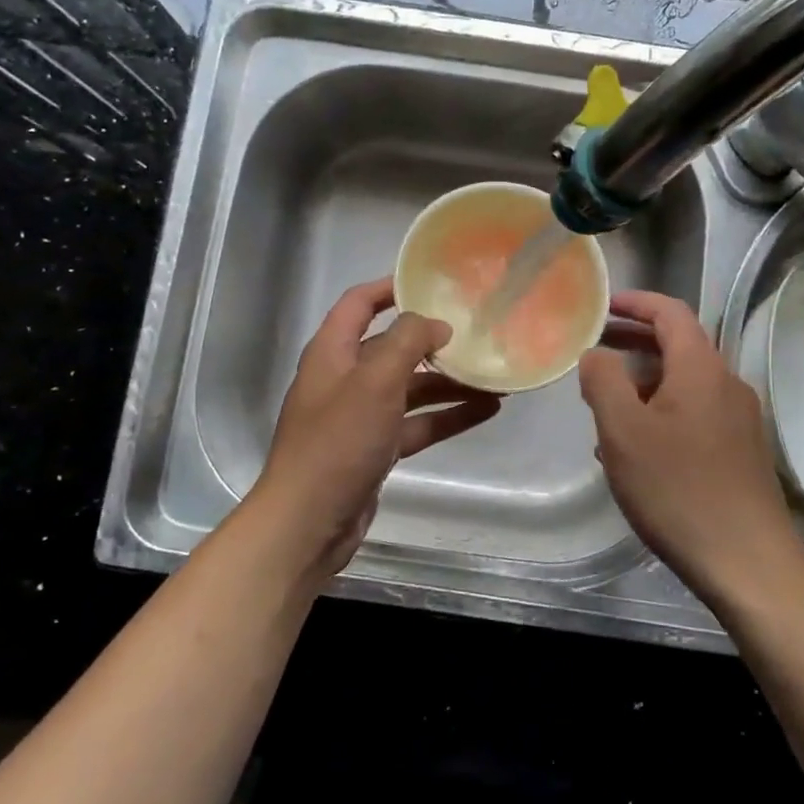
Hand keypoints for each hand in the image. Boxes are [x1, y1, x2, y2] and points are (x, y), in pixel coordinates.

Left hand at [249, 278, 500, 579]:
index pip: (359, 304)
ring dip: (449, 383)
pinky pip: (416, 423)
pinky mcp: (375, 449)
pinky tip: (486, 412)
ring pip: (411, 389)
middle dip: (434, 342)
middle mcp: (345, 379)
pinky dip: (447, 417)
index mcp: (333, 352)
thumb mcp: (375, 381)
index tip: (431, 281)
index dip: (390, 287)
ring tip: (495, 378)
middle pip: (393, 348)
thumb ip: (407, 342)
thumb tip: (436, 324)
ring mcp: (361, 416)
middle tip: (478, 334)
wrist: (308, 523)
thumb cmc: (337, 442)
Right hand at [579, 290, 802, 601]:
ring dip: (644, 382)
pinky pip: (695, 414)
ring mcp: (739, 419)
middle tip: (595, 350)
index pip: (670, 313)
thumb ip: (603, 381)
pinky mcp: (741, 451)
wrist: (747, 562)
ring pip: (685, 383)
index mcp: (701, 369)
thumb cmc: (678, 489)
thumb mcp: (623, 431)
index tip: (603, 306)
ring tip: (604, 403)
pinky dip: (661, 411)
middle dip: (635, 342)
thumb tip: (597, 353)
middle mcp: (727, 384)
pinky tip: (635, 446)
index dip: (636, 303)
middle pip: (679, 346)